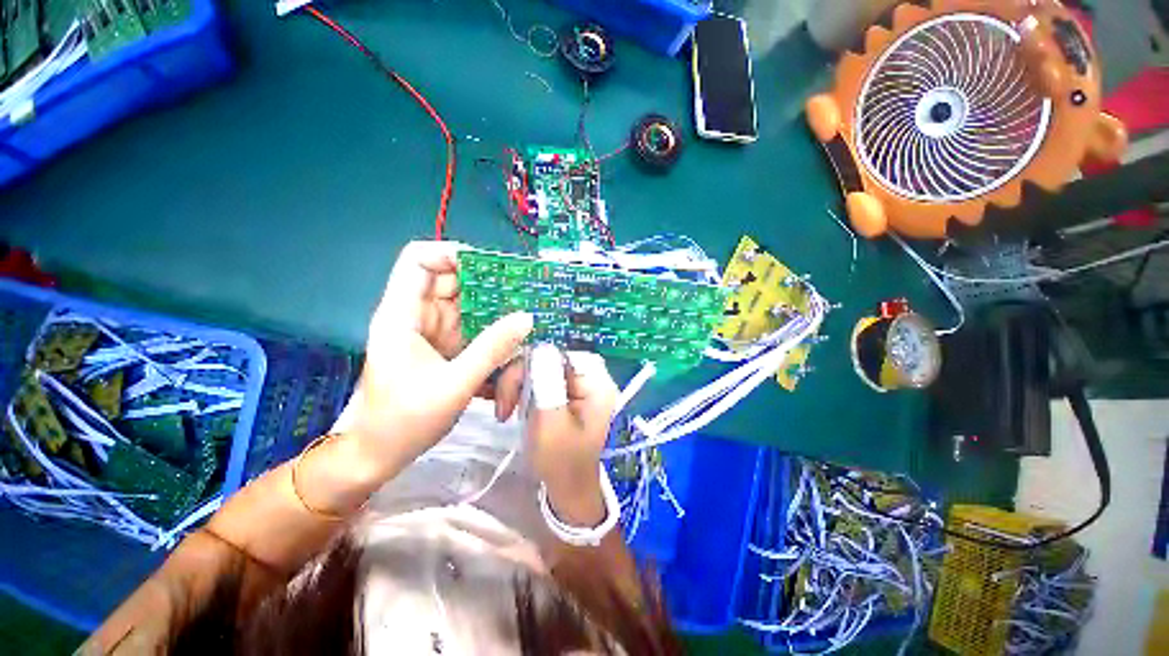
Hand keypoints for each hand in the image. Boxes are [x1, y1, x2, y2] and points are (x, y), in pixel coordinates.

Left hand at [333, 241, 532, 469]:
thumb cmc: (404, 421)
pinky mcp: (449, 349)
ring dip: (498, 324)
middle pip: (457, 283)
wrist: (379, 455)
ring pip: (473, 310)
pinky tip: (511, 361)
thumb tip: (526, 317)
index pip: (419, 259)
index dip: (454, 254)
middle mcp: (420, 316)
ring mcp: (437, 332)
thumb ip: (491, 349)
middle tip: (526, 303)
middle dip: (491, 292)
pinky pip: (478, 333)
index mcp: (403, 314)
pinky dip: (496, 342)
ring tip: (523, 340)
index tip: (494, 270)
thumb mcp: (454, 385)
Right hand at [517, 345, 618, 523]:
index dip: (530, 366)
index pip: (559, 353)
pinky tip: (518, 408)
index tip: (511, 392)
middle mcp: (592, 377)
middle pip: (549, 357)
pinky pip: (542, 378)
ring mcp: (581, 384)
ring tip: (507, 411)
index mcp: (596, 382)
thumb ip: (546, 384)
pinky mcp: (569, 392)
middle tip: (504, 407)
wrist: (569, 491)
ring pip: (541, 367)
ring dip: (520, 385)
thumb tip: (539, 349)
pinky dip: (525, 391)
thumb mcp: (551, 423)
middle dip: (521, 378)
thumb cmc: (562, 463)